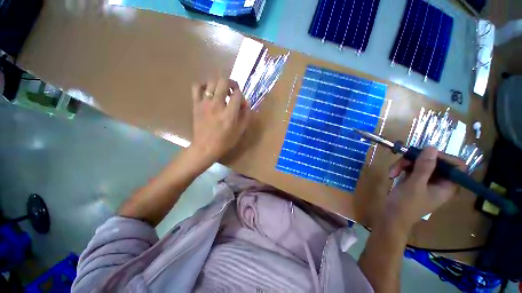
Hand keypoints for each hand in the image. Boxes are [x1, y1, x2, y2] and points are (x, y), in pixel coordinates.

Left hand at [189, 77, 250, 164]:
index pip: (237, 94)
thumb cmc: (225, 141)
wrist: (205, 147)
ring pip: (211, 81)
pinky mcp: (196, 104)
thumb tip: (246, 104)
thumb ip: (246, 116)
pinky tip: (208, 90)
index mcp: (229, 114)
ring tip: (222, 91)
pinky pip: (196, 87)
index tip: (241, 103)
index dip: (241, 96)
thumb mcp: (240, 131)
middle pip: (224, 81)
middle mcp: (217, 105)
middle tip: (233, 91)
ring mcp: (205, 103)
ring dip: (219, 83)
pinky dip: (203, 85)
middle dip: (232, 83)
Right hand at [385, 147, 465, 230]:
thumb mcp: (414, 185)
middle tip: (402, 161)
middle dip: (416, 160)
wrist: (390, 217)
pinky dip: (400, 169)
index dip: (443, 157)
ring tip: (392, 172)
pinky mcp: (414, 181)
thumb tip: (431, 147)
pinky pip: (410, 168)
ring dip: (404, 164)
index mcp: (447, 186)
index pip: (456, 165)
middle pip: (434, 162)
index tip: (425, 155)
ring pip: (419, 163)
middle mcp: (439, 182)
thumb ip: (424, 167)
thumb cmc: (405, 205)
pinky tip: (391, 174)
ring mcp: (425, 181)